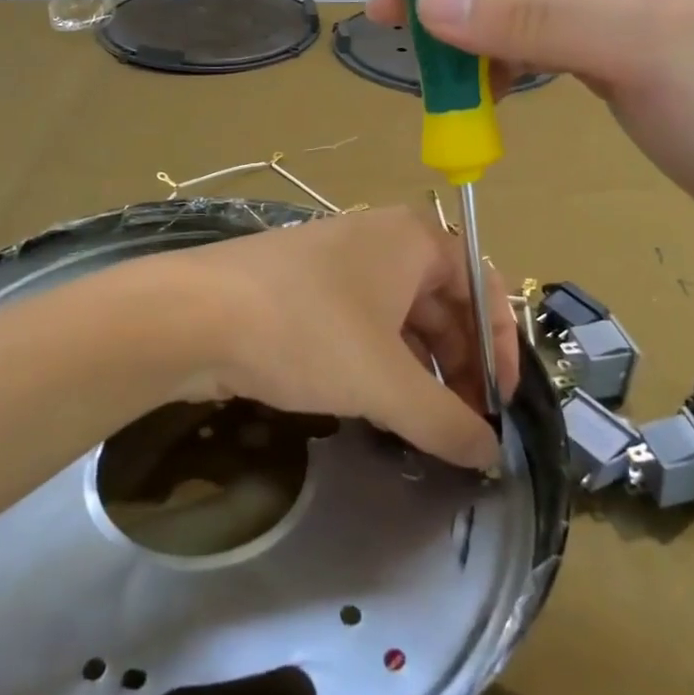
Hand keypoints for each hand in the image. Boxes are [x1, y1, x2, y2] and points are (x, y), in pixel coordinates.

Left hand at [163, 207, 517, 470]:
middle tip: (462, 425)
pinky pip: (358, 324)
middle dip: (458, 366)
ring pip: (397, 318)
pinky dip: (376, 363)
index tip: (499, 406)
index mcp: (413, 239)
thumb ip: (447, 422)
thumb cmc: (307, 332)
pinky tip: (373, 403)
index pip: (483, 288)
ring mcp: (334, 261)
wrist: (191, 316)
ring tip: (421, 423)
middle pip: (442, 303)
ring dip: (418, 370)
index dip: (501, 349)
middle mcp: (378, 239)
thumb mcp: (387, 383)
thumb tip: (489, 455)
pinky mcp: (298, 288)